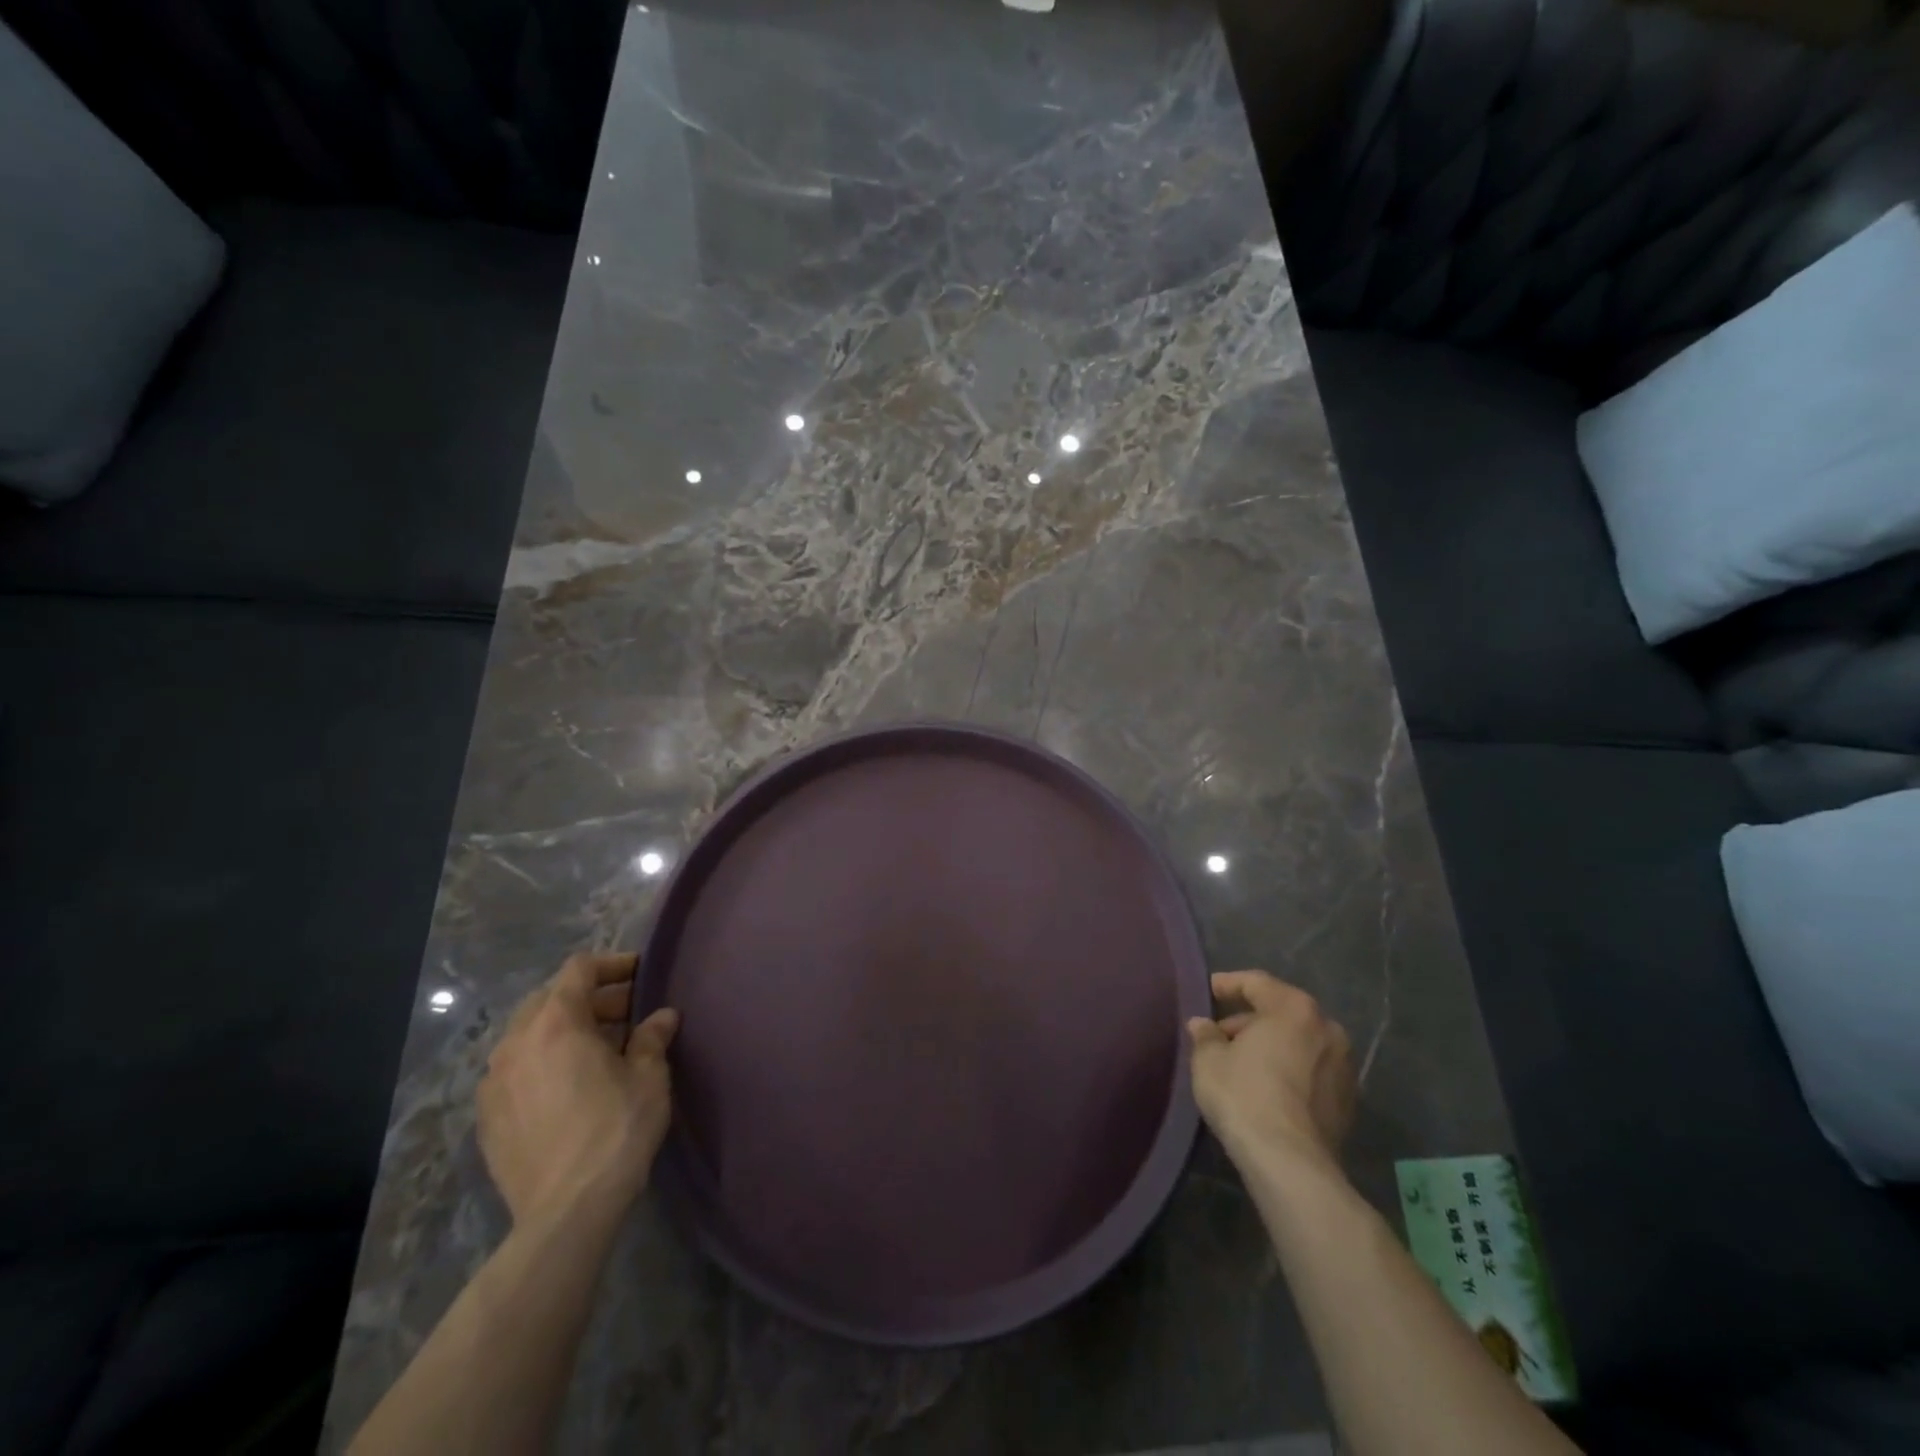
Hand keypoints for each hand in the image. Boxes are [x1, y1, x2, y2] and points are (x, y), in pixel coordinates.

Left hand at [477, 952, 678, 1231]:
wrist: (566, 1211)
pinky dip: (541, 1062)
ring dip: (562, 1030)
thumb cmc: (615, 1130)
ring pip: (527, 1035)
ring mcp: (493, 1082)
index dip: (612, 963)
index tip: (639, 972)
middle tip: (624, 1012)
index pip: (579, 970)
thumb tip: (662, 1017)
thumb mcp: (649, 1077)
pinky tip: (567, 1086)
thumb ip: (651, 1038)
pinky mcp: (486, 1117)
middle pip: (549, 998)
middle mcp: (516, 1043)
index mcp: (556, 1023)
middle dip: (588, 998)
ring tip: (596, 1049)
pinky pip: (514, 1070)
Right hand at [1187, 969, 1354, 1174]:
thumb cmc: (1244, 1095)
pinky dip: (1290, 1071)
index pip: (1256, 983)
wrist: (1290, 1162)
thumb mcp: (1209, 1060)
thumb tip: (1202, 1025)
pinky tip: (1266, 1088)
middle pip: (1281, 1012)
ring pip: (1299, 1043)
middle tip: (1220, 1035)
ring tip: (1242, 1064)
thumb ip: (1206, 1036)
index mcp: (1294, 1008)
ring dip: (1272, 1047)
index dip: (1228, 984)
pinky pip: (1312, 1071)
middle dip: (1250, 1021)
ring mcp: (1344, 1066)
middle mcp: (1327, 1028)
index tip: (1209, 990)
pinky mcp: (1348, 1100)